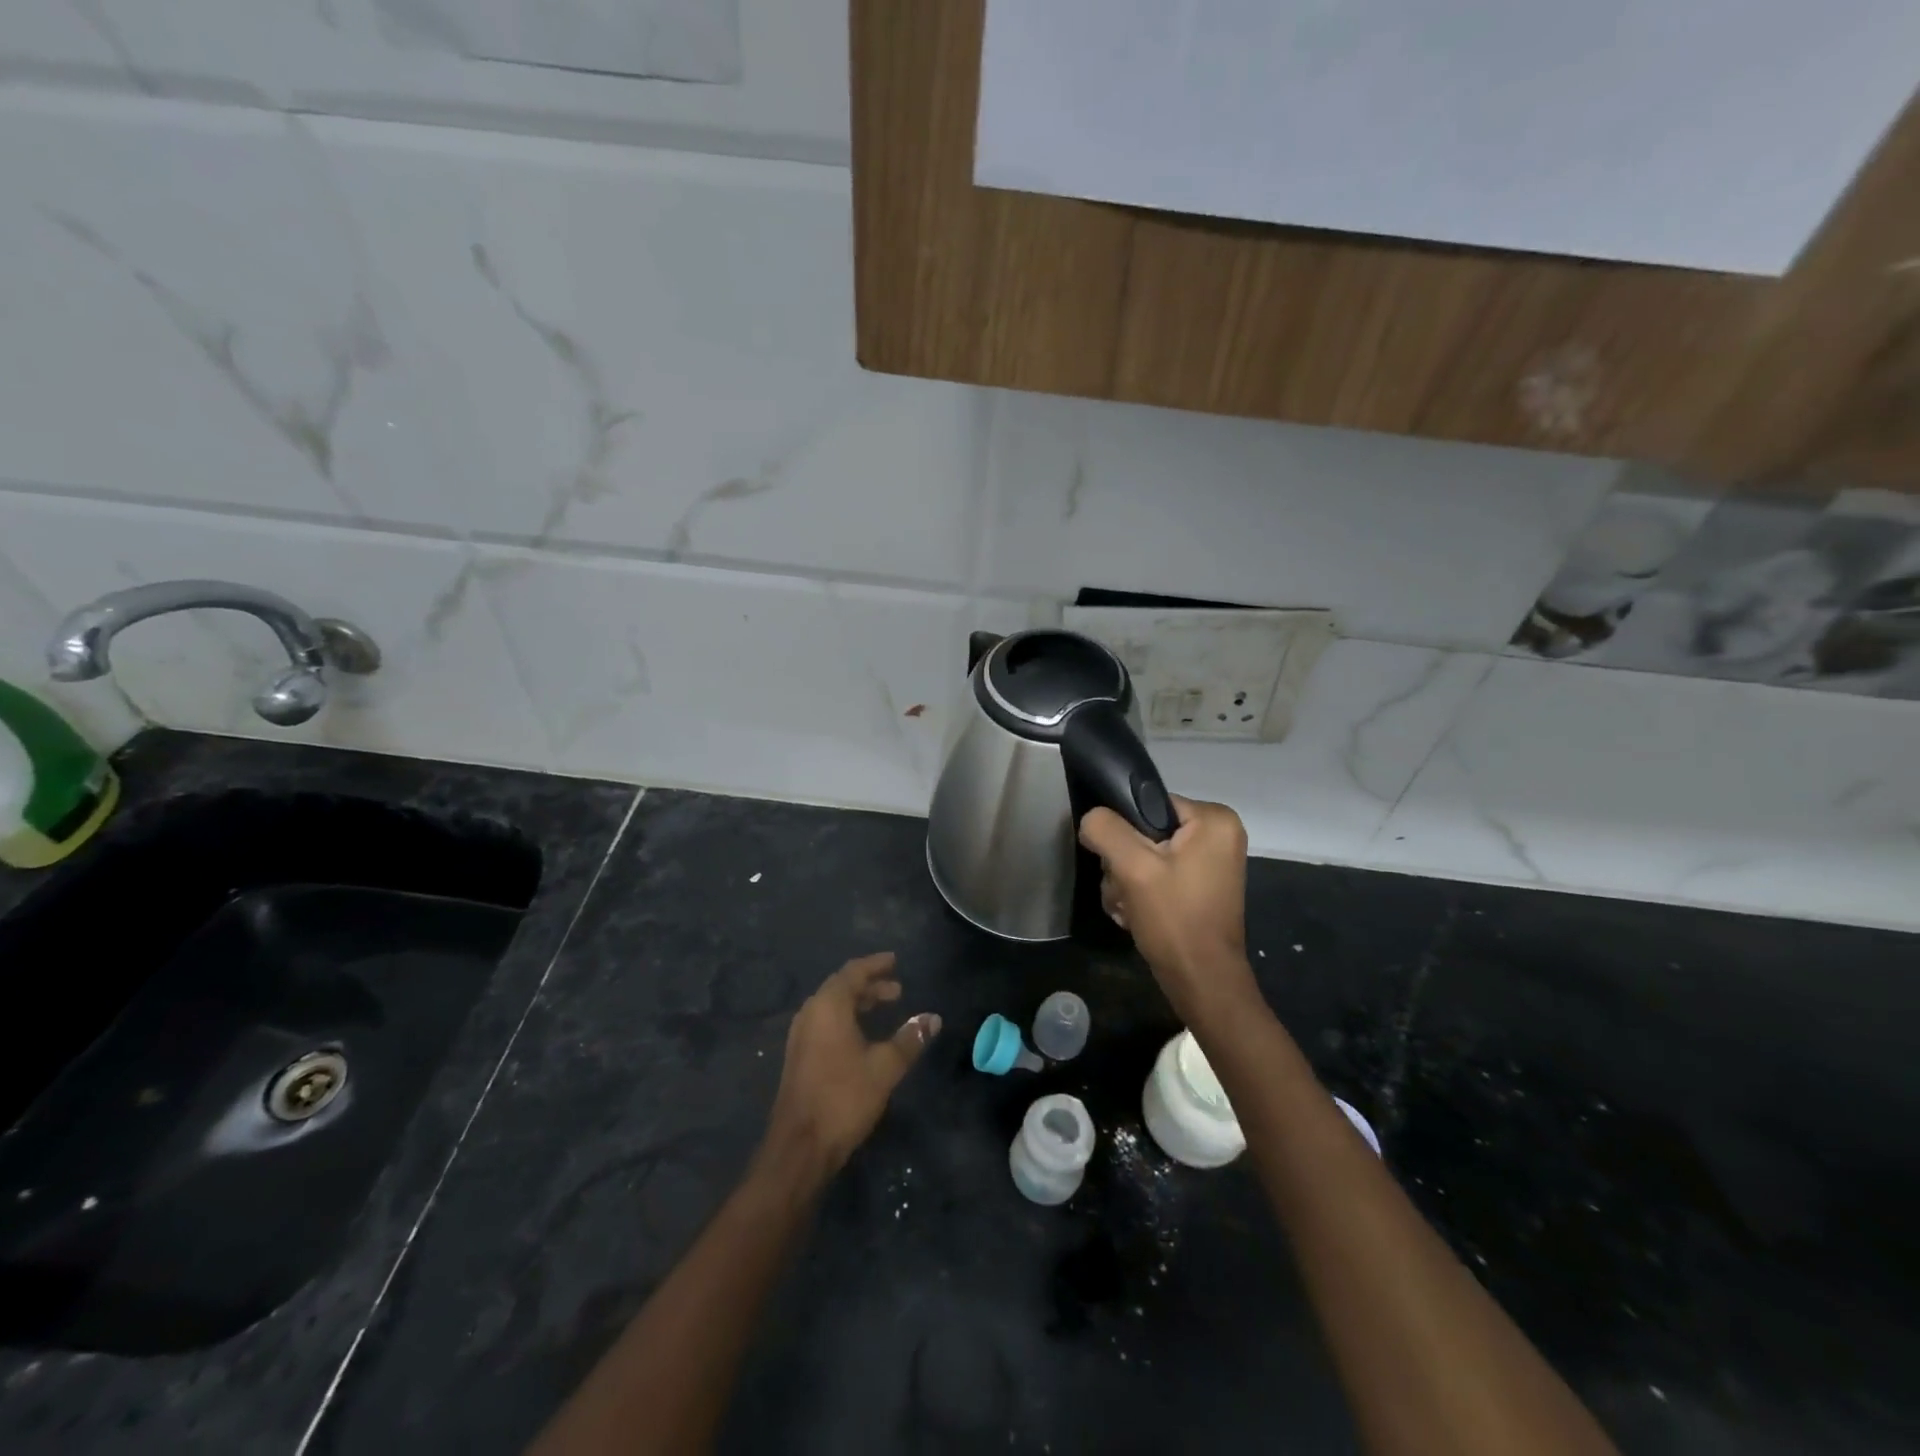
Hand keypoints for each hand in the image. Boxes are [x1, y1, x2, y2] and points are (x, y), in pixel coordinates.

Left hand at [762, 952, 940, 1177]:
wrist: (799, 1147)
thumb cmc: (844, 1098)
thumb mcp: (885, 1067)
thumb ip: (910, 1039)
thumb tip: (933, 1018)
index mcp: (828, 1006)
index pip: (853, 972)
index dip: (875, 965)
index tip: (894, 960)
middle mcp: (811, 1014)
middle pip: (841, 987)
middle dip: (870, 985)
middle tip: (897, 989)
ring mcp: (801, 1036)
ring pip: (832, 1006)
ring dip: (858, 1003)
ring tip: (884, 1007)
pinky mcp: (800, 1057)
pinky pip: (825, 1023)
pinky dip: (847, 1019)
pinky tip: (863, 1036)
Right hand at [1079, 795, 1258, 1021]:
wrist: (1202, 982)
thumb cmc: (1175, 920)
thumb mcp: (1133, 868)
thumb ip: (1106, 830)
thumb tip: (1092, 819)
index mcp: (1214, 820)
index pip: (1147, 803)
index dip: (1123, 831)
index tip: (1118, 863)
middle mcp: (1218, 834)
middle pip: (1145, 831)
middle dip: (1124, 863)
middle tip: (1124, 891)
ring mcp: (1210, 862)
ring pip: (1146, 855)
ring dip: (1126, 882)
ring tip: (1128, 908)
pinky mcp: (1200, 886)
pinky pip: (1157, 874)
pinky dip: (1141, 893)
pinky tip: (1136, 915)